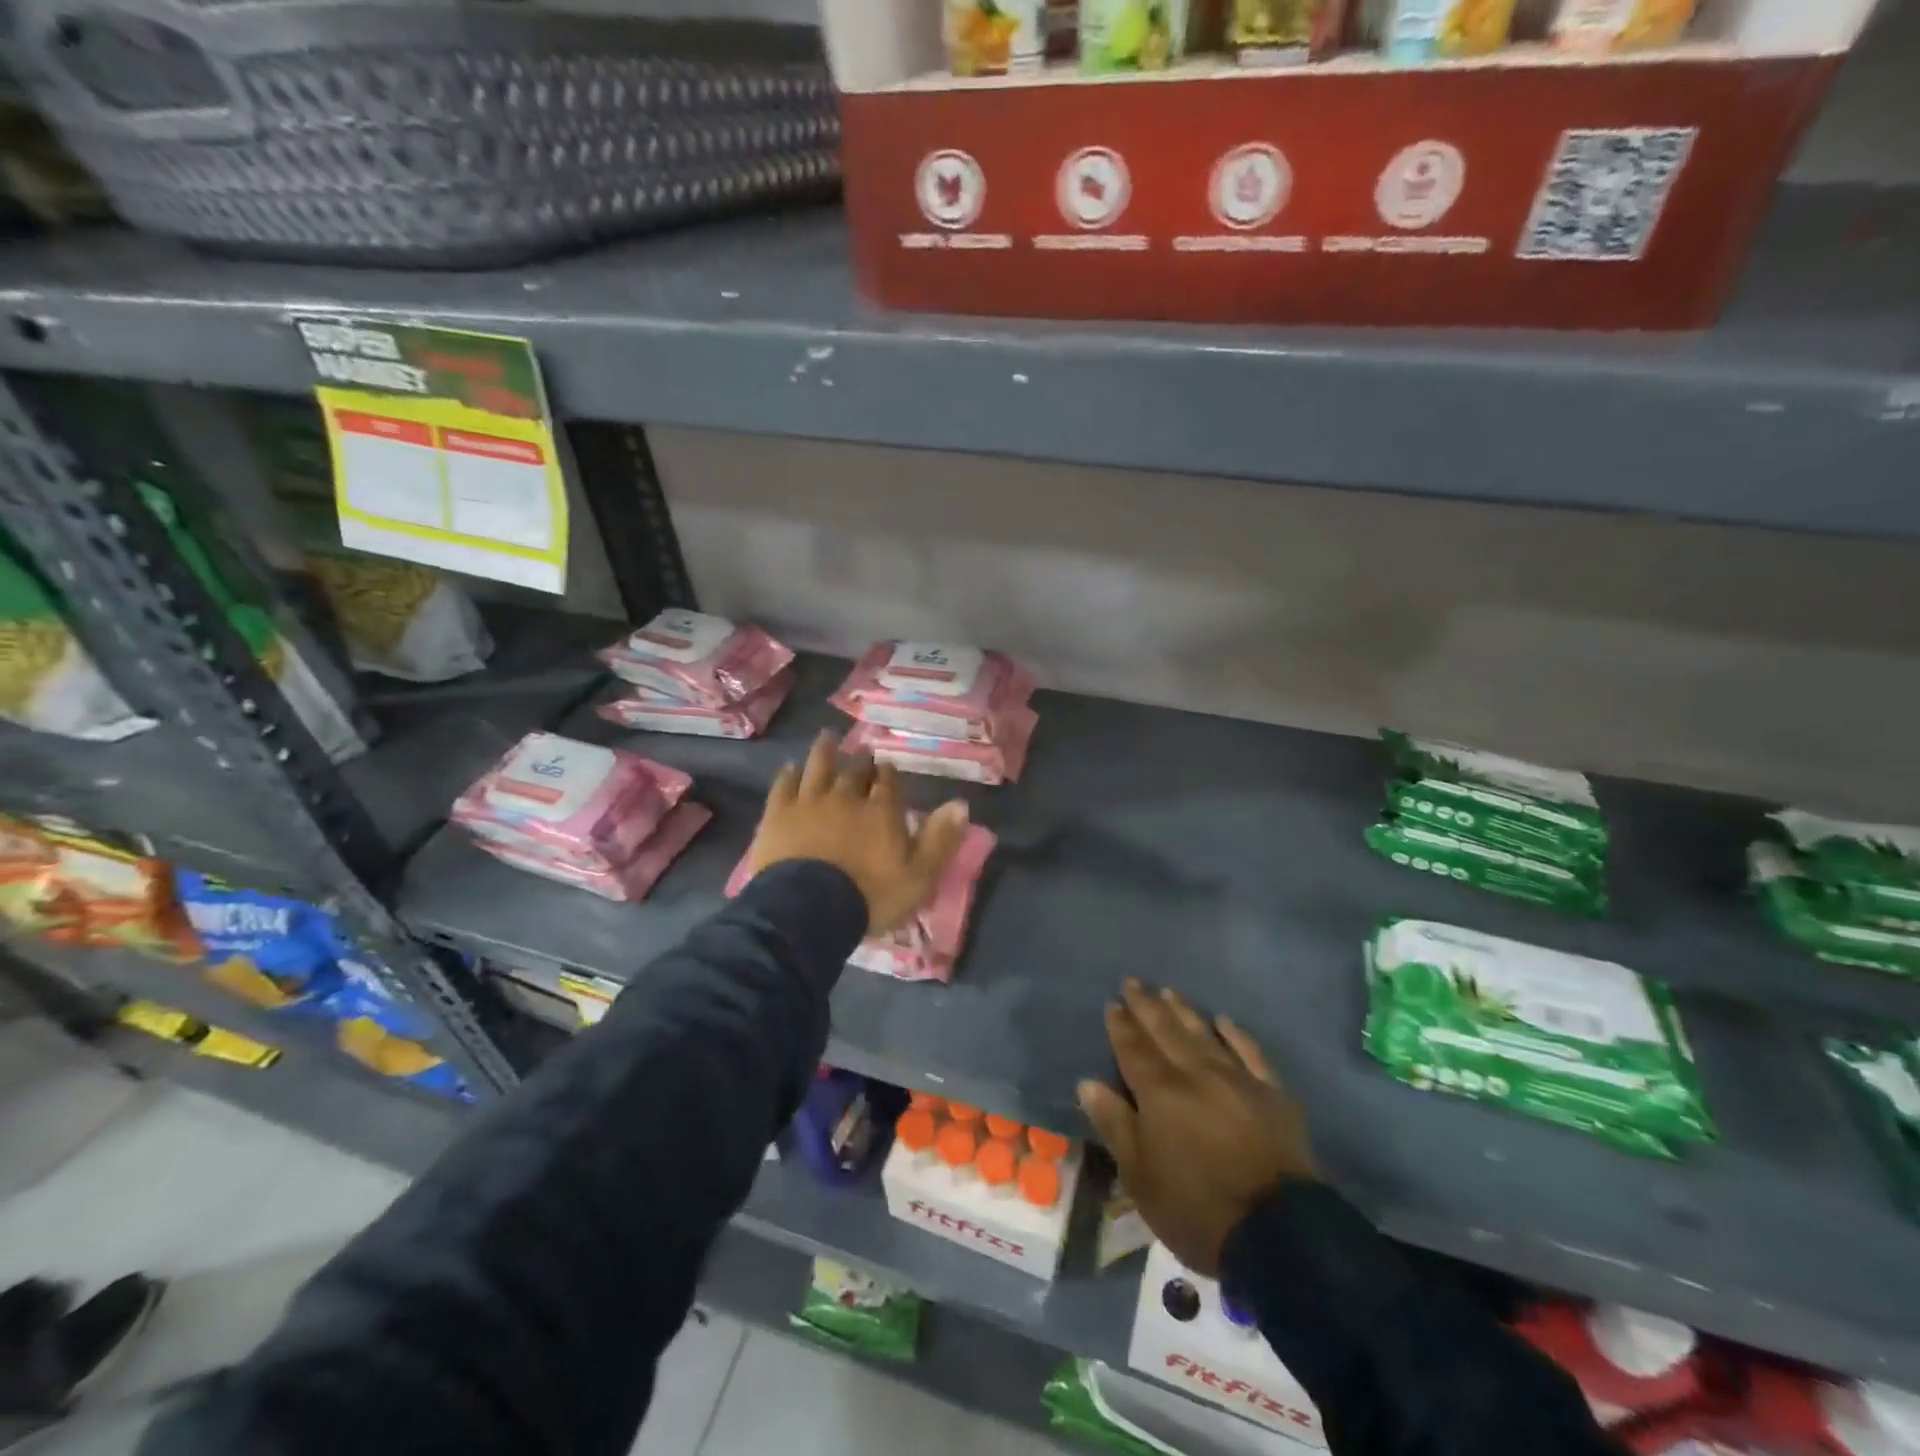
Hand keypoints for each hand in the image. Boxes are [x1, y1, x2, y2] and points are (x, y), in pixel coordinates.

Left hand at [748, 731, 970, 935]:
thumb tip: (961, 804)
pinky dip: (789, 774)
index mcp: (882, 811)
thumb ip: (940, 839)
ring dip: (825, 752)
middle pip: (855, 771)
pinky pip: (784, 785)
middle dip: (860, 760)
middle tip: (861, 749)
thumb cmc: (869, 896)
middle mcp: (847, 797)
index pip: (888, 782)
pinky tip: (790, 767)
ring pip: (819, 767)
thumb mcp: (919, 876)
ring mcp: (810, 802)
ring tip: (828, 738)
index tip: (887, 766)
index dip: (889, 773)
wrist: (808, 910)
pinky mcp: (778, 814)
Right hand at [1078, 980, 1315, 1276]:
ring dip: (1184, 1011)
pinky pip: (1250, 1053)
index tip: (1112, 1003)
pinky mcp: (1272, 1094)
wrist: (1278, 1233)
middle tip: (1134, 982)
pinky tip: (1225, 1021)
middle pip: (1166, 1031)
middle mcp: (1196, 1073)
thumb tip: (1088, 1083)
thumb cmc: (1196, 1209)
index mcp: (1160, 1091)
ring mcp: (1237, 1079)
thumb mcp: (1140, 1177)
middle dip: (1147, 1005)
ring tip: (1169, 992)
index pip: (1133, 1048)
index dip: (1121, 1025)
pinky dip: (1236, 1034)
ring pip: (1204, 1034)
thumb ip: (1114, 1124)